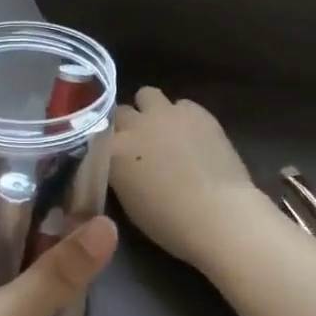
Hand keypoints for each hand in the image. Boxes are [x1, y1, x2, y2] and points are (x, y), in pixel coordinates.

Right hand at [111, 88, 269, 272]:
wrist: (218, 214)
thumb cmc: (168, 221)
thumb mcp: (128, 200)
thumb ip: (120, 172)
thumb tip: (124, 163)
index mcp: (112, 150)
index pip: (97, 134)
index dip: (107, 144)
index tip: (113, 154)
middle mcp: (134, 124)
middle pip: (120, 111)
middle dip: (126, 124)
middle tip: (138, 142)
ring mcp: (166, 113)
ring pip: (147, 95)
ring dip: (150, 109)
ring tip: (163, 130)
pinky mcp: (197, 111)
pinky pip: (181, 104)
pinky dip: (182, 116)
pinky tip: (192, 135)